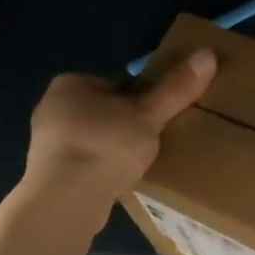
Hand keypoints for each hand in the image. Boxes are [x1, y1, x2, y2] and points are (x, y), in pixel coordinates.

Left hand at [16, 50, 217, 227]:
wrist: (66, 200)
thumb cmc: (106, 145)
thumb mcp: (149, 114)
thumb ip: (176, 87)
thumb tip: (208, 54)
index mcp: (70, 84)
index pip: (117, 84)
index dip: (144, 99)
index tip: (161, 116)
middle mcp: (52, 109)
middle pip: (106, 111)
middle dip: (129, 124)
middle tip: (156, 140)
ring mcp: (46, 144)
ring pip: (95, 139)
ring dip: (115, 149)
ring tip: (141, 164)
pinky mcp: (49, 175)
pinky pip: (86, 165)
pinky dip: (103, 170)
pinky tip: (120, 182)